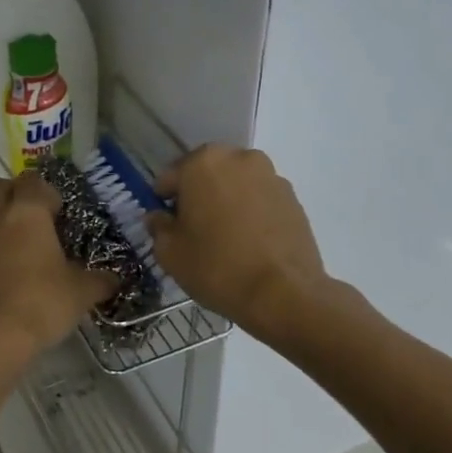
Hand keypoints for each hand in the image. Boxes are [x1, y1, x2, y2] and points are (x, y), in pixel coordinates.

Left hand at [0, 174, 116, 358]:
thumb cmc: (39, 304)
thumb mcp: (80, 294)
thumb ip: (99, 281)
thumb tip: (114, 280)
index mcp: (26, 213)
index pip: (34, 181)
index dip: (47, 192)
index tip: (59, 213)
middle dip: (15, 196)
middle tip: (34, 222)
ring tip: (10, 247)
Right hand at [147, 146, 330, 338]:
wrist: (284, 294)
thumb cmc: (217, 267)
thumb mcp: (169, 252)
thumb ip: (158, 227)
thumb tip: (159, 217)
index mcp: (202, 162)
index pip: (170, 177)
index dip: (164, 202)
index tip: (166, 226)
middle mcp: (238, 158)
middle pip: (206, 174)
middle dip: (197, 196)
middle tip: (195, 230)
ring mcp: (270, 175)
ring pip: (235, 185)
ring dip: (226, 202)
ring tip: (226, 238)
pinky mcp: (293, 197)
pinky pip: (260, 199)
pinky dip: (251, 212)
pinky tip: (250, 242)